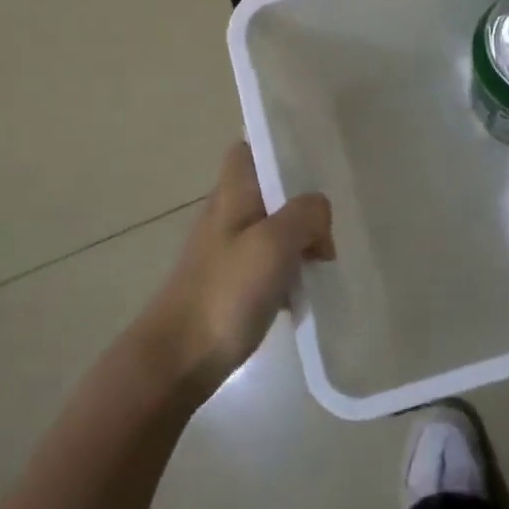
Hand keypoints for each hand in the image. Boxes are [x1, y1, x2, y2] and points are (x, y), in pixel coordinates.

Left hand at [147, 143, 333, 396]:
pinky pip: (269, 264)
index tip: (311, 162)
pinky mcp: (231, 285)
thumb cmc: (226, 292)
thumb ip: (305, 214)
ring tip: (325, 258)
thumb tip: (319, 215)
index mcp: (231, 195)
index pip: (247, 150)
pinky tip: (306, 289)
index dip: (276, 148)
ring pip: (272, 229)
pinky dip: (289, 270)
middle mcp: (226, 216)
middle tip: (329, 224)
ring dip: (299, 239)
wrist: (179, 359)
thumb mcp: (274, 242)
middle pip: (268, 192)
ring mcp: (227, 252)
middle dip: (301, 202)